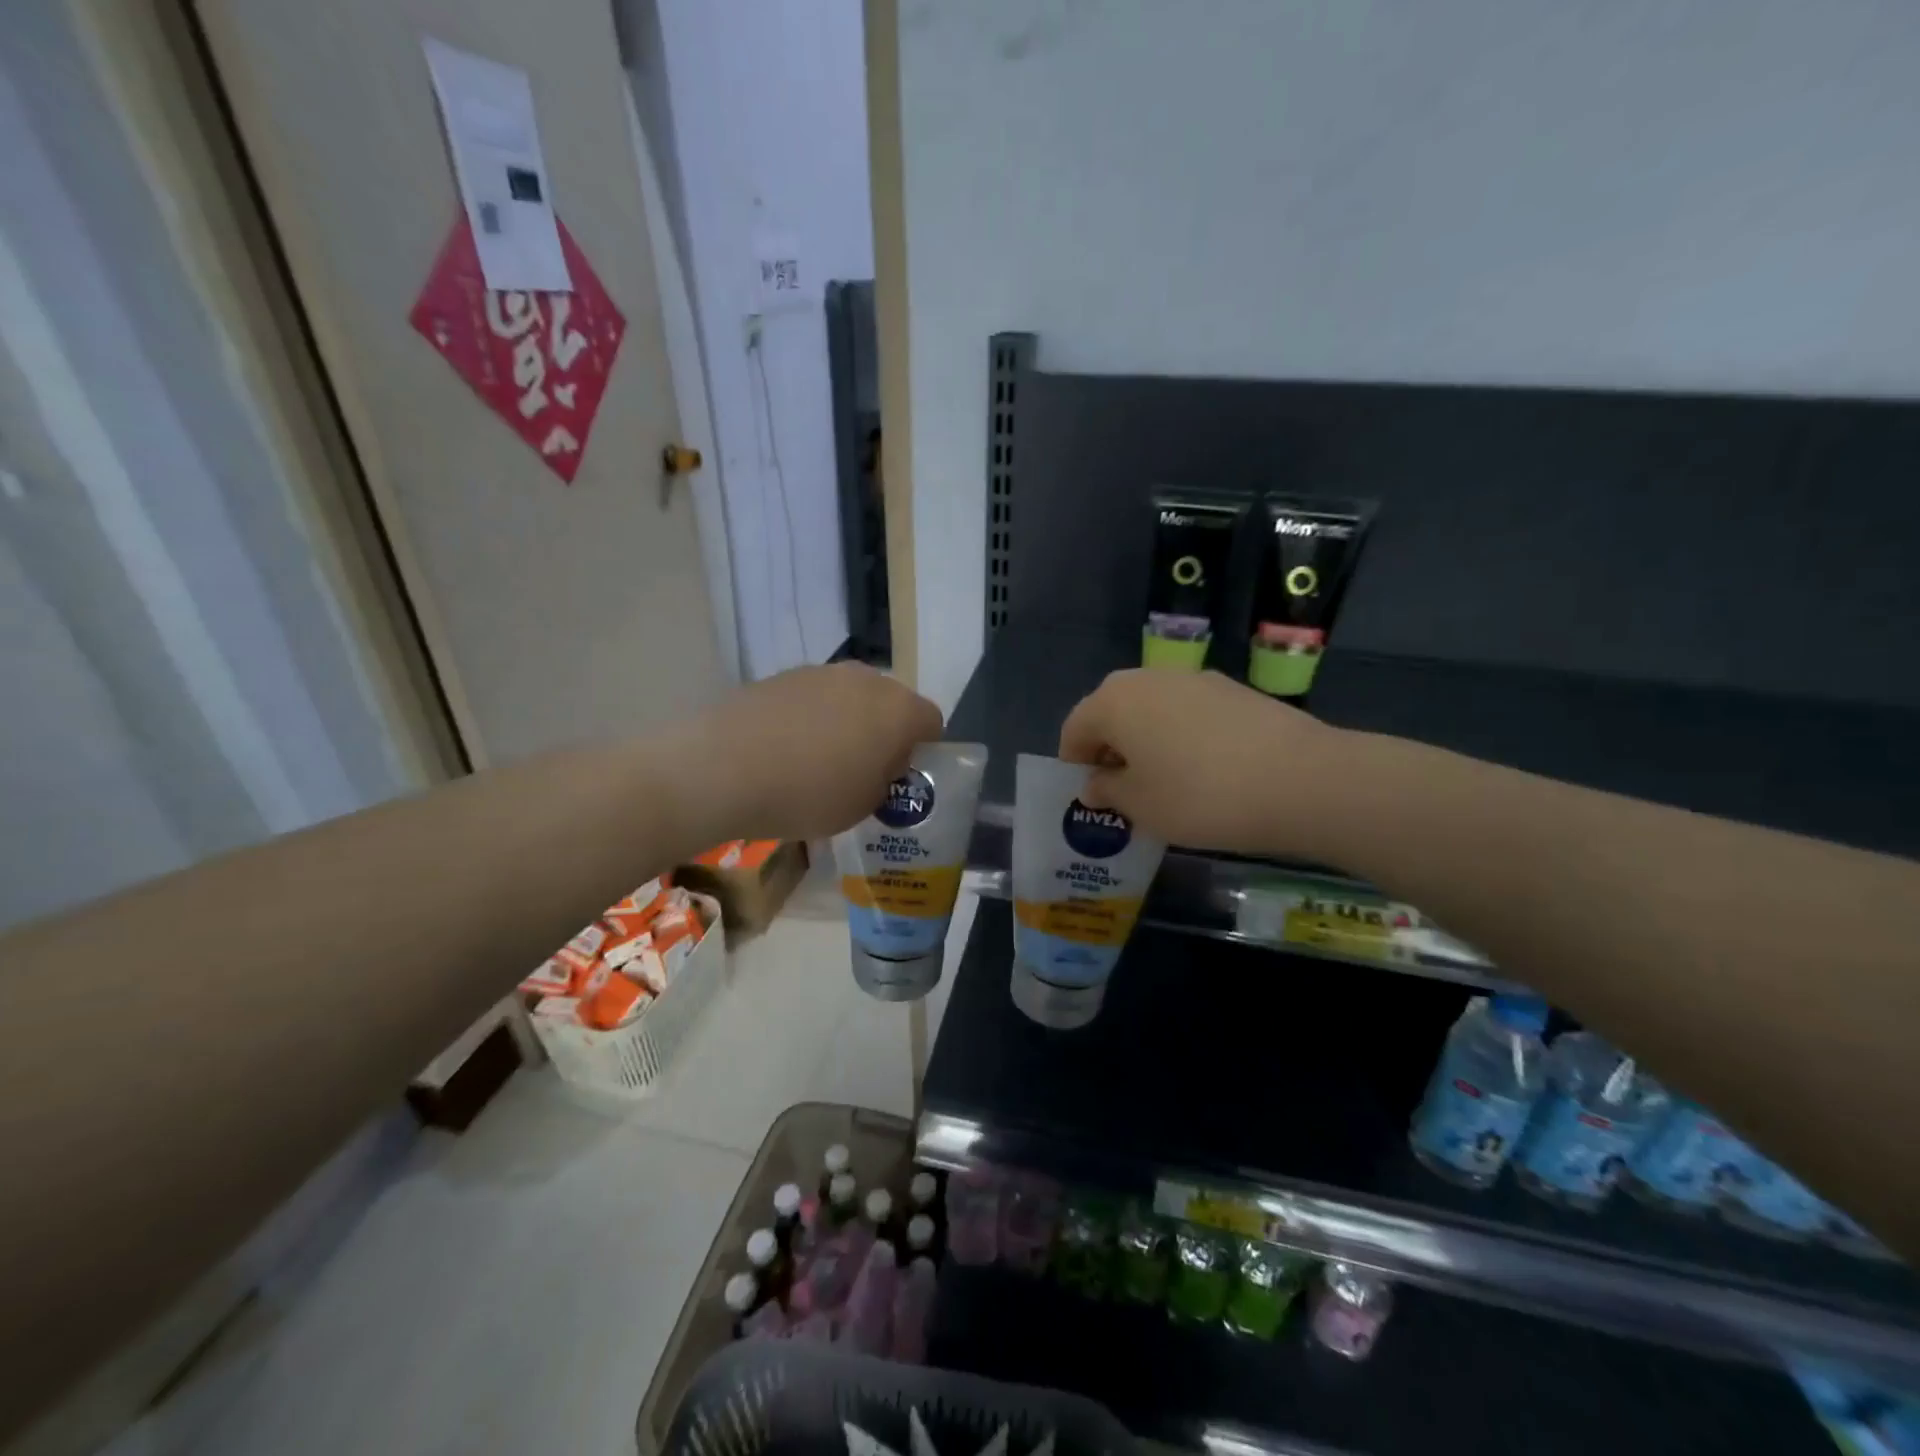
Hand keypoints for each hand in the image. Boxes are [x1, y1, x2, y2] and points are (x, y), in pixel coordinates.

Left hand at [679, 664, 942, 842]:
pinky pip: (814, 698)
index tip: (900, 779)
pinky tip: (784, 750)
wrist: (722, 768)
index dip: (922, 752)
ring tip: (818, 762)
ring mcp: (822, 672)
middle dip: (885, 733)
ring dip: (847, 723)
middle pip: (891, 704)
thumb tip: (880, 764)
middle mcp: (867, 680)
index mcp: (899, 710)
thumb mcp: (863, 806)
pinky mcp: (783, 675)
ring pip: (851, 697)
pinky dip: (810, 718)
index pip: (932, 722)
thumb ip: (884, 780)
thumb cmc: (808, 794)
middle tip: (863, 771)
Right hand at [1058, 670, 1347, 857]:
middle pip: (1112, 712)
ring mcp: (1193, 678)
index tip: (1089, 797)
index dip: (1074, 764)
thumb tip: (1096, 783)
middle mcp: (1147, 678)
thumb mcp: (1141, 806)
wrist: (1301, 779)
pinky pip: (1187, 712)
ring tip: (1166, 783)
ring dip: (1146, 741)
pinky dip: (1181, 736)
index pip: (1075, 729)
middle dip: (1110, 750)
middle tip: (1124, 790)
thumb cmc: (1200, 796)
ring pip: (1152, 710)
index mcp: (1114, 701)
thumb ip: (1108, 791)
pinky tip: (1204, 770)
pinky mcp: (1232, 688)